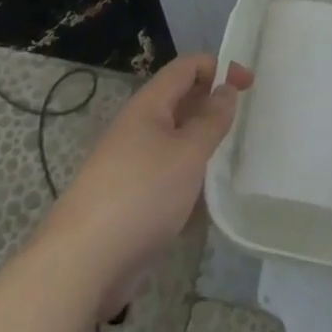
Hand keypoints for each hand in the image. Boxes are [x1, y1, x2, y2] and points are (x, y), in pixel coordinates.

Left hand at [44, 54, 251, 316]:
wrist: (82, 264)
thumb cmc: (142, 194)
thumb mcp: (188, 152)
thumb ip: (211, 119)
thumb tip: (226, 89)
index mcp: (149, 106)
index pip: (187, 67)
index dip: (218, 67)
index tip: (249, 84)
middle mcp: (139, 128)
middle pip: (181, 102)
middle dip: (212, 107)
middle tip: (245, 124)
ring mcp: (132, 165)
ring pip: (176, 142)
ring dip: (202, 147)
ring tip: (231, 162)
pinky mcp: (131, 200)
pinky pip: (167, 177)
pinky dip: (189, 181)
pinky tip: (206, 202)